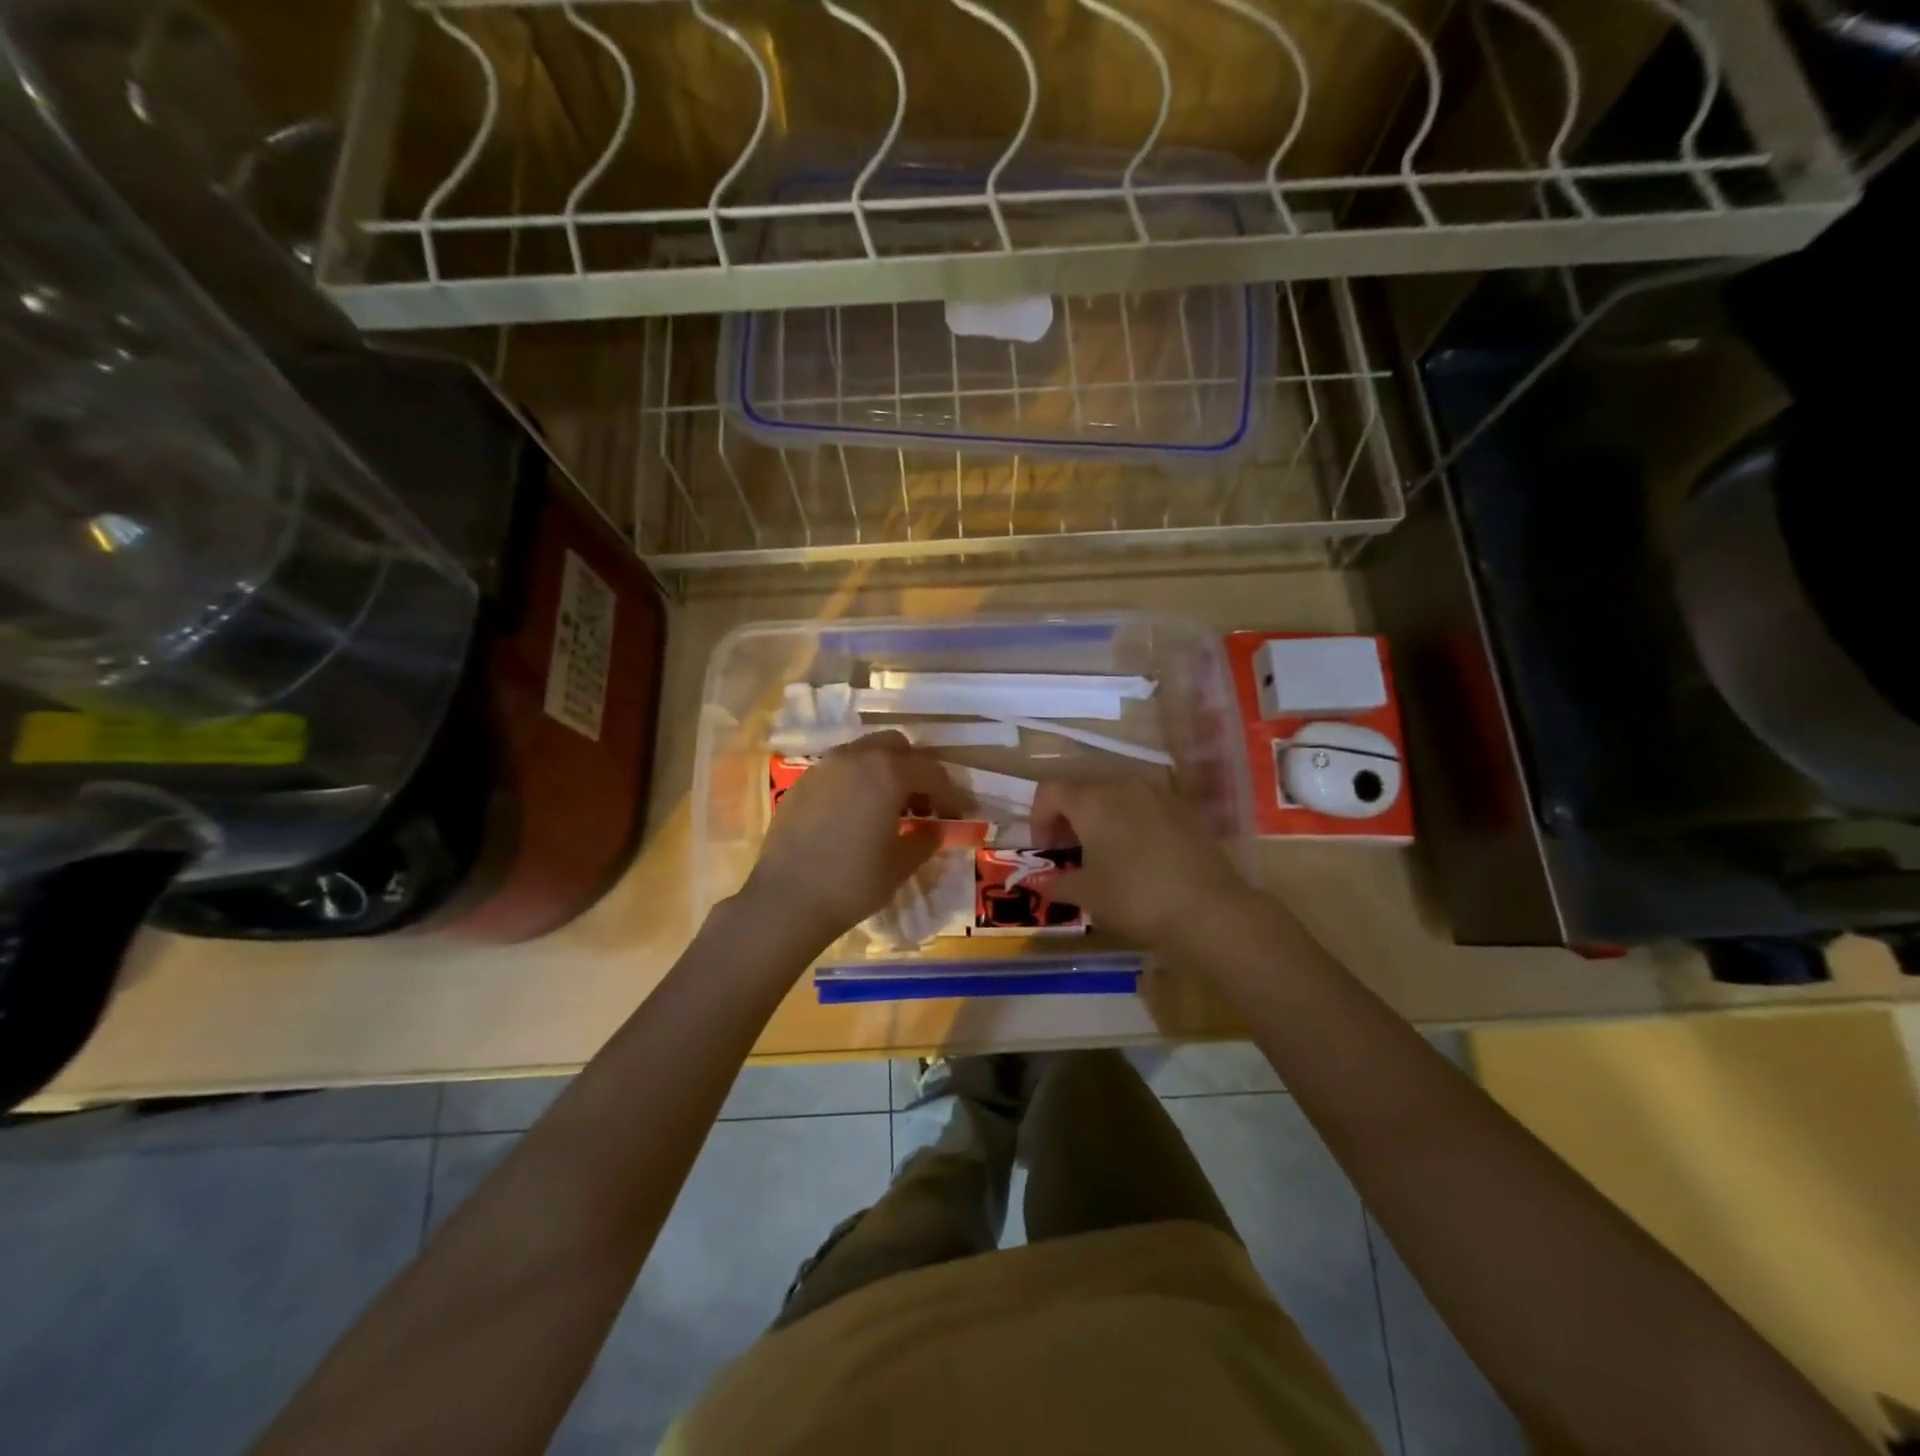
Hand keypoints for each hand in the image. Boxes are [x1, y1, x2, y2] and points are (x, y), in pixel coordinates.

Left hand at [741, 731, 963, 949]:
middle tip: (922, 802)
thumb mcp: (901, 865)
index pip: (930, 771)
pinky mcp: (801, 784)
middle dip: (914, 768)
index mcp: (887, 772)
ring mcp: (823, 767)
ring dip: (883, 771)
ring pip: (863, 753)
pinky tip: (855, 815)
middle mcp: (855, 757)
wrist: (786, 899)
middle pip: (895, 746)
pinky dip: (855, 782)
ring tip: (888, 807)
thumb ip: (925, 839)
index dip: (949, 793)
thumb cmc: (853, 881)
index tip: (957, 815)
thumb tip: (935, 829)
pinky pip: (838, 770)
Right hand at [1031, 778, 1254, 950]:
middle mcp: (1122, 785)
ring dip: (1101, 817)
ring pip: (1116, 795)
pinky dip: (1132, 822)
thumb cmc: (1135, 897)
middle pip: (1083, 789)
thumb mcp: (1087, 895)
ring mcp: (1157, 793)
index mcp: (1091, 800)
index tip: (1046, 850)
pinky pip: (1145, 806)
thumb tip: (1043, 884)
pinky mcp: (1183, 808)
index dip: (1039, 818)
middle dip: (1070, 818)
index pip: (1050, 791)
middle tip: (1070, 852)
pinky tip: (1140, 854)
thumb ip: (1058, 883)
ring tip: (1105, 853)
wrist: (1208, 908)